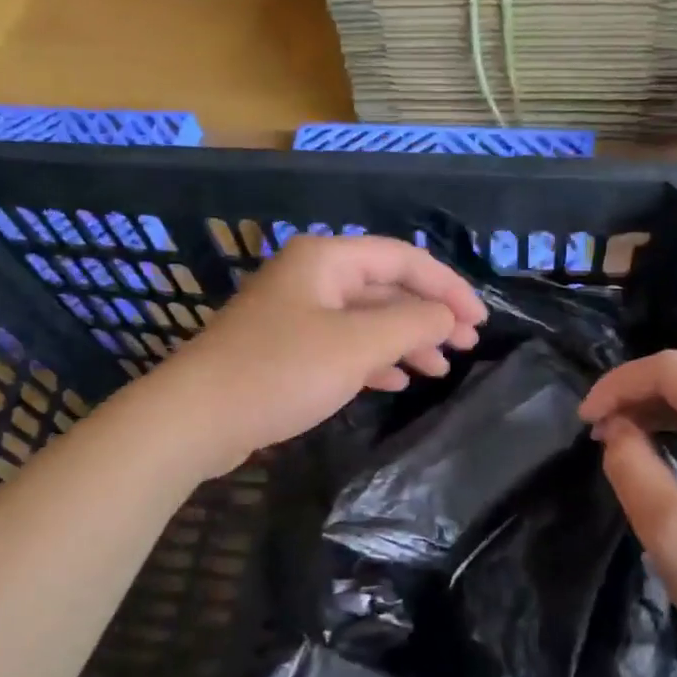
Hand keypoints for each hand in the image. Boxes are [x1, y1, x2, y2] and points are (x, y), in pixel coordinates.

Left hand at [152, 234, 486, 475]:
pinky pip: (343, 346)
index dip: (447, 287)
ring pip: (366, 320)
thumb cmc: (280, 371)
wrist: (197, 417)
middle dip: (428, 316)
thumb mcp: (356, 345)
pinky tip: (395, 381)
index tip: (479, 321)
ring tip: (439, 369)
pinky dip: (373, 360)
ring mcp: (296, 314)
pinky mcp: (286, 350)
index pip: (403, 259)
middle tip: (465, 346)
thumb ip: (411, 324)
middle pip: (385, 288)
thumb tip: (448, 315)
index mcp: (327, 260)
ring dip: (405, 341)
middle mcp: (312, 278)